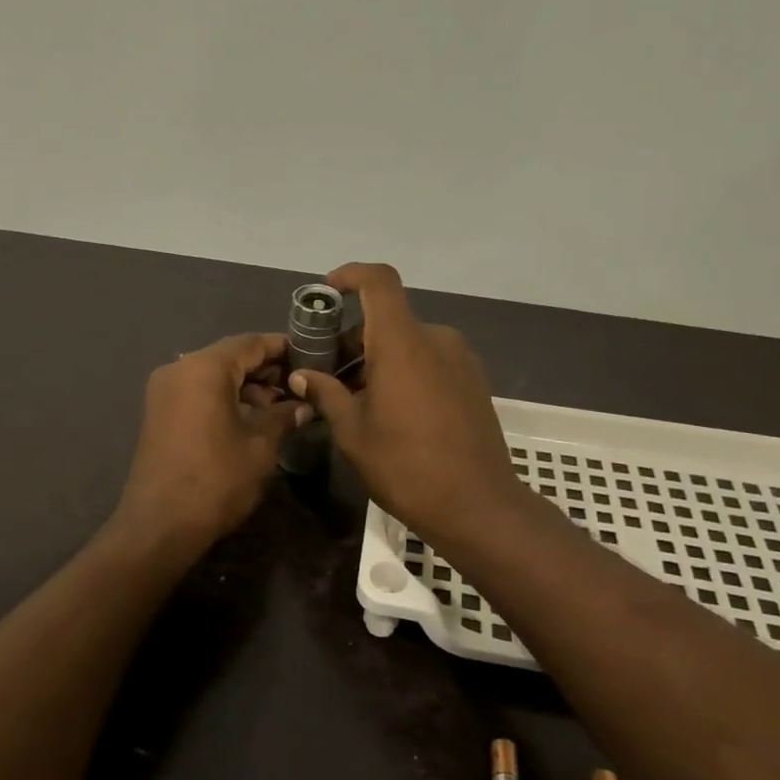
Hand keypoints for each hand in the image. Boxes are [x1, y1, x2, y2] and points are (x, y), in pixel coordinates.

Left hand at [111, 332, 304, 556]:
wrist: (160, 525)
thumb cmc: (217, 480)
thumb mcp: (261, 446)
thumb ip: (283, 416)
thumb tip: (303, 405)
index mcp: (204, 368)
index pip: (251, 342)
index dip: (283, 348)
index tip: (312, 358)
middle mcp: (179, 369)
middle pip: (230, 356)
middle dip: (265, 369)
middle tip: (300, 386)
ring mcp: (164, 391)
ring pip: (212, 375)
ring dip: (245, 386)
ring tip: (280, 407)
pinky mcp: (158, 413)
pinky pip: (197, 392)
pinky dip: (224, 398)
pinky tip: (250, 419)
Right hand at [288, 264, 527, 553]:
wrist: (478, 505)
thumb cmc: (406, 466)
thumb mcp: (353, 433)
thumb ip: (326, 394)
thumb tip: (302, 376)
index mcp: (403, 343)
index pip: (379, 281)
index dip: (351, 275)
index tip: (327, 291)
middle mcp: (436, 340)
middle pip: (387, 321)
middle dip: (352, 340)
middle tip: (326, 375)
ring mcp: (460, 360)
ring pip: (408, 344)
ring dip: (377, 360)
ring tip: (353, 400)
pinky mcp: (473, 382)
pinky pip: (429, 362)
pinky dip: (403, 372)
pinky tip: (389, 411)